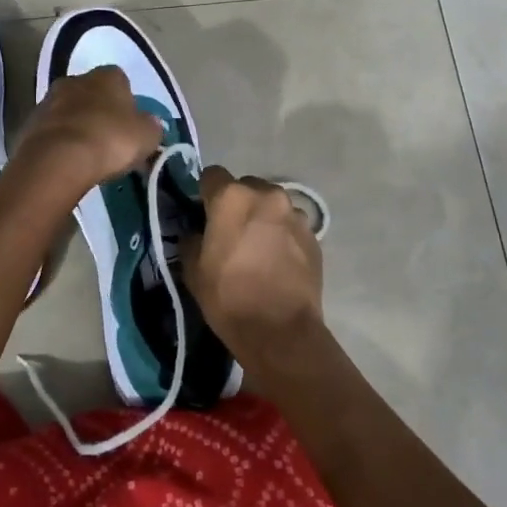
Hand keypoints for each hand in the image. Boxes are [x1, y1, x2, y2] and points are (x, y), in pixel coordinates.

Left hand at [12, 66, 162, 201]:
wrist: (58, 159)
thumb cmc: (110, 139)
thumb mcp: (147, 135)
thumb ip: (151, 126)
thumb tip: (149, 124)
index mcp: (107, 76)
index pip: (120, 80)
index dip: (126, 102)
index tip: (129, 125)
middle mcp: (75, 80)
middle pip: (91, 93)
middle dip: (99, 112)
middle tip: (108, 139)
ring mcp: (48, 101)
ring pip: (68, 111)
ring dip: (77, 126)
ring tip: (86, 154)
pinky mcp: (29, 124)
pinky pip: (51, 131)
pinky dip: (59, 142)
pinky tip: (67, 161)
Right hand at [183, 166, 324, 371]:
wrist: (280, 331)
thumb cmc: (229, 297)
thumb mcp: (193, 269)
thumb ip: (192, 238)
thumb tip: (198, 231)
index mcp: (232, 197)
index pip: (212, 175)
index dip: (205, 193)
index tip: (203, 213)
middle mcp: (267, 195)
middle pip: (246, 186)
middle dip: (237, 203)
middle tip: (231, 232)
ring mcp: (295, 214)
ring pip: (272, 205)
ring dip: (263, 218)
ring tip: (258, 248)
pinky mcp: (314, 235)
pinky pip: (290, 225)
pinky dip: (282, 235)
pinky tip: (277, 261)